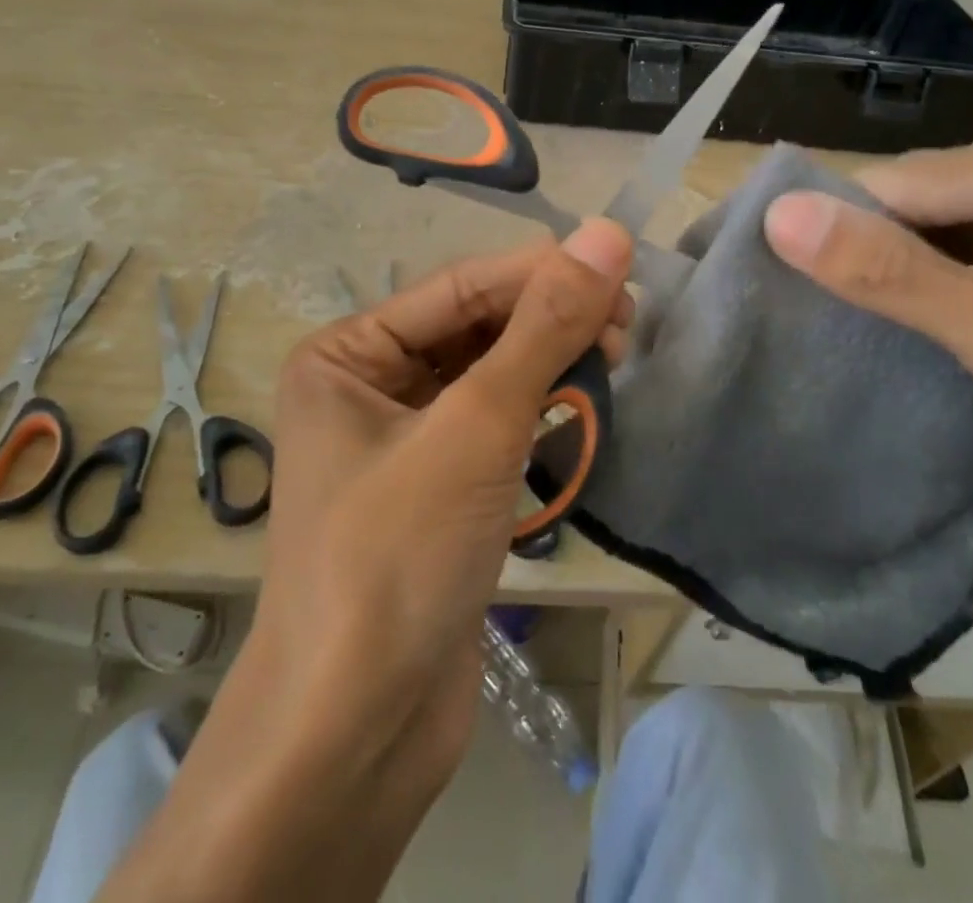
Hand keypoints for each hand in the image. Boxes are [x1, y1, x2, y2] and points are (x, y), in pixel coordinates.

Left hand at [257, 221, 632, 782]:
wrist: (353, 736)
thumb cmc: (397, 556)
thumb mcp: (477, 425)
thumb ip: (543, 327)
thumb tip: (606, 235)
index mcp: (347, 354)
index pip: (460, 287)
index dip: (541, 272)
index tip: (621, 268)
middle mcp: (366, 386)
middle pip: (474, 328)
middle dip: (547, 320)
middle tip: (626, 325)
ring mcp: (401, 441)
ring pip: (489, 376)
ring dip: (549, 363)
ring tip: (614, 358)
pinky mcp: (436, 489)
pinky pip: (493, 425)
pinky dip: (539, 412)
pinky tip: (583, 405)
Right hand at [762, 111, 972, 604]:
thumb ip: (902, 281)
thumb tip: (780, 217)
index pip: (924, 180)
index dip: (844, 226)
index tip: (767, 271)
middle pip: (950, 198)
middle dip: (887, 253)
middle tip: (806, 306)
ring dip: (921, 274)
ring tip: (847, 316)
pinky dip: (965, 288)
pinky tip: (926, 321)